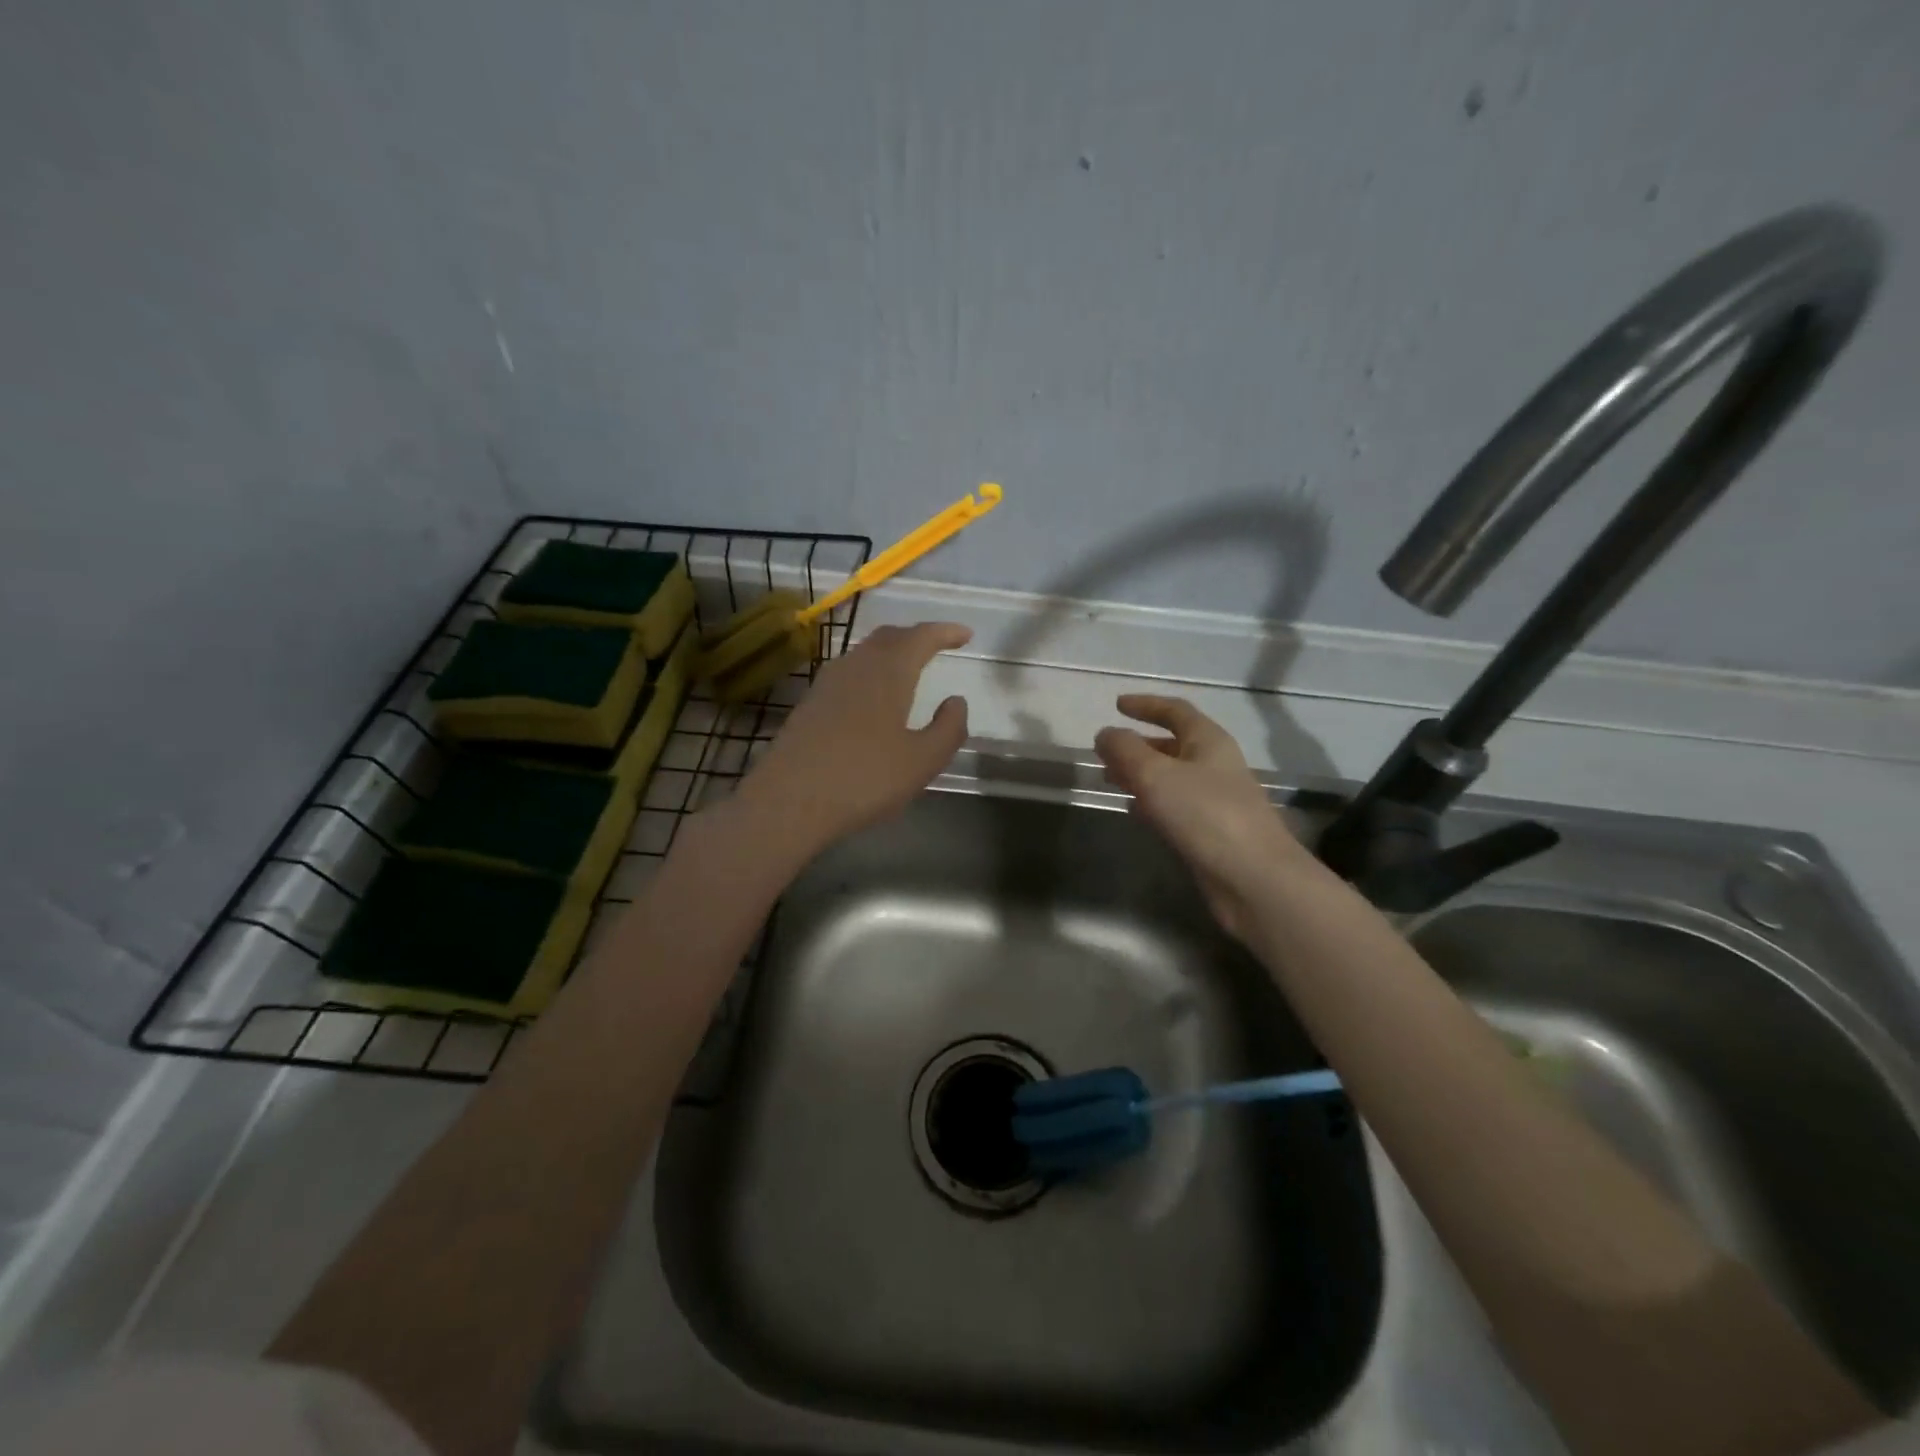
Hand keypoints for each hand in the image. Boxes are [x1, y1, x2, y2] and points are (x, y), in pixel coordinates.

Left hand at [734, 622, 971, 857]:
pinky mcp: (809, 704)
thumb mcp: (922, 761)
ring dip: (890, 653)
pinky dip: (870, 672)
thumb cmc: (864, 779)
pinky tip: (872, 697)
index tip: (965, 634)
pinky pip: (848, 673)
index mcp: (889, 672)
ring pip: (865, 653)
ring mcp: (827, 683)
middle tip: (938, 646)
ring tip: (908, 669)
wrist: (788, 801)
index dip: (945, 632)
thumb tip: (956, 701)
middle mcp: (856, 666)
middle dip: (916, 637)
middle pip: (889, 637)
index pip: (921, 637)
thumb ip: (948, 728)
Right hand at [1094, 695, 1309, 937]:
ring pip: (1172, 777)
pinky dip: (1151, 802)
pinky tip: (1134, 811)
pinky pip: (1175, 806)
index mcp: (1209, 742)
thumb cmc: (1205, 815)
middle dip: (1138, 744)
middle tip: (1106, 751)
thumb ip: (1125, 750)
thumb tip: (1105, 734)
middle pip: (1173, 745)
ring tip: (1110, 780)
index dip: (1146, 705)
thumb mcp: (1156, 774)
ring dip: (1141, 774)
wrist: (1253, 878)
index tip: (1117, 704)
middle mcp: (1215, 766)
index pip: (1176, 711)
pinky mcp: (1211, 832)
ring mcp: (1215, 800)